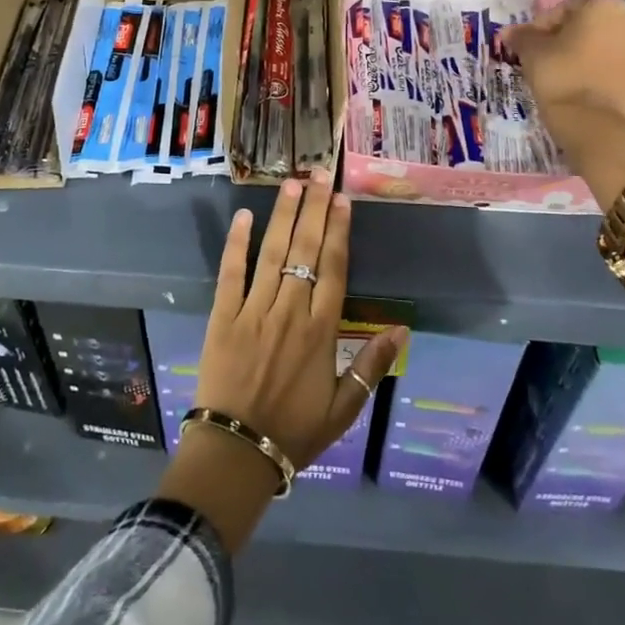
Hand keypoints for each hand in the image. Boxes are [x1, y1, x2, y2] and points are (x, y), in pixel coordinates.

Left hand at [156, 168, 406, 550]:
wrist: (237, 451)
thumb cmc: (294, 431)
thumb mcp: (343, 408)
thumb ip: (371, 366)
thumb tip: (401, 329)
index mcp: (321, 331)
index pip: (334, 269)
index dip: (338, 231)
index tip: (341, 200)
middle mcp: (290, 312)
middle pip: (305, 251)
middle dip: (313, 209)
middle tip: (319, 173)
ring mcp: (254, 310)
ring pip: (272, 254)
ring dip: (283, 216)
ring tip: (291, 183)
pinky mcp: (223, 316)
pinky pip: (230, 273)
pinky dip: (237, 243)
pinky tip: (244, 216)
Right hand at [501, 0, 624, 130]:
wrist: (591, 121)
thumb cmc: (560, 74)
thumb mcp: (531, 50)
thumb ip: (521, 35)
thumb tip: (508, 32)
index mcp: (605, 5)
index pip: (564, 7)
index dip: (541, 24)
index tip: (528, 43)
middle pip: (586, 23)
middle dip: (563, 37)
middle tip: (542, 55)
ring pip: (601, 43)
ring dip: (580, 52)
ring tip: (558, 70)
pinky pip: (612, 62)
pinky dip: (595, 67)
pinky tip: (577, 82)